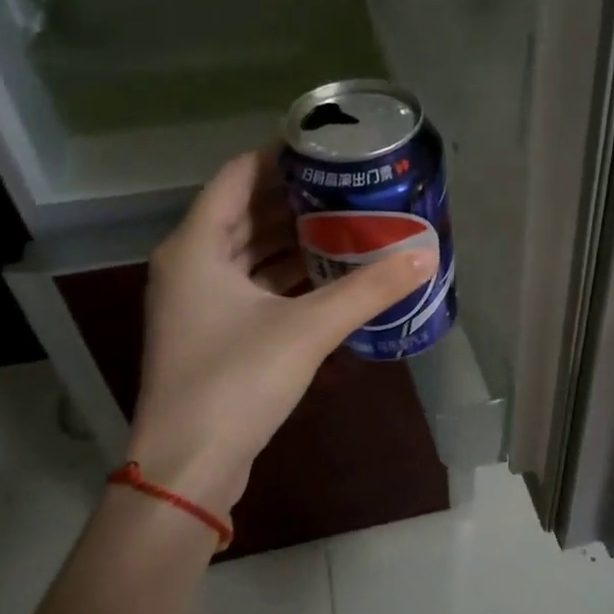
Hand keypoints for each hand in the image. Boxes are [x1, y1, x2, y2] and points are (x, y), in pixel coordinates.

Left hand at [125, 150, 435, 515]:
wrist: (189, 466)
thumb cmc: (236, 382)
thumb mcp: (307, 329)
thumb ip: (367, 290)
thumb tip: (425, 256)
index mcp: (196, 246)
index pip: (238, 175)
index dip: (280, 156)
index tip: (328, 147)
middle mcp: (190, 264)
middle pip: (245, 211)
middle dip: (296, 198)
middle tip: (350, 184)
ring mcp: (198, 301)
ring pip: (250, 251)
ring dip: (294, 238)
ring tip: (348, 221)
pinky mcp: (213, 332)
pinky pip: (253, 284)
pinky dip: (286, 274)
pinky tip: (329, 273)